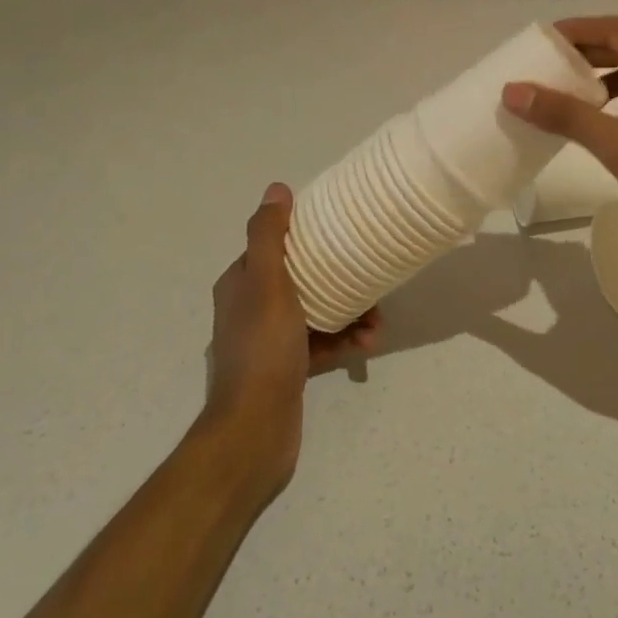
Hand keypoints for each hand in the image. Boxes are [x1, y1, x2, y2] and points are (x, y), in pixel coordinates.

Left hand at [204, 183, 379, 483]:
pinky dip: (345, 339)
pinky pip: (322, 342)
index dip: (306, 236)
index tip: (339, 231)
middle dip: (338, 276)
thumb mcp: (267, 283)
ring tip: (376, 319)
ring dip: (349, 311)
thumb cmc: (263, 348)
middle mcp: (251, 309)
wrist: (256, 429)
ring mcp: (270, 342)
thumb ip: (270, 236)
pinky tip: (367, 342)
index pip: (274, 246)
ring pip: (317, 311)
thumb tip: (277, 189)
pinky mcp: (288, 368)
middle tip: (369, 279)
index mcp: (240, 284)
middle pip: (301, 278)